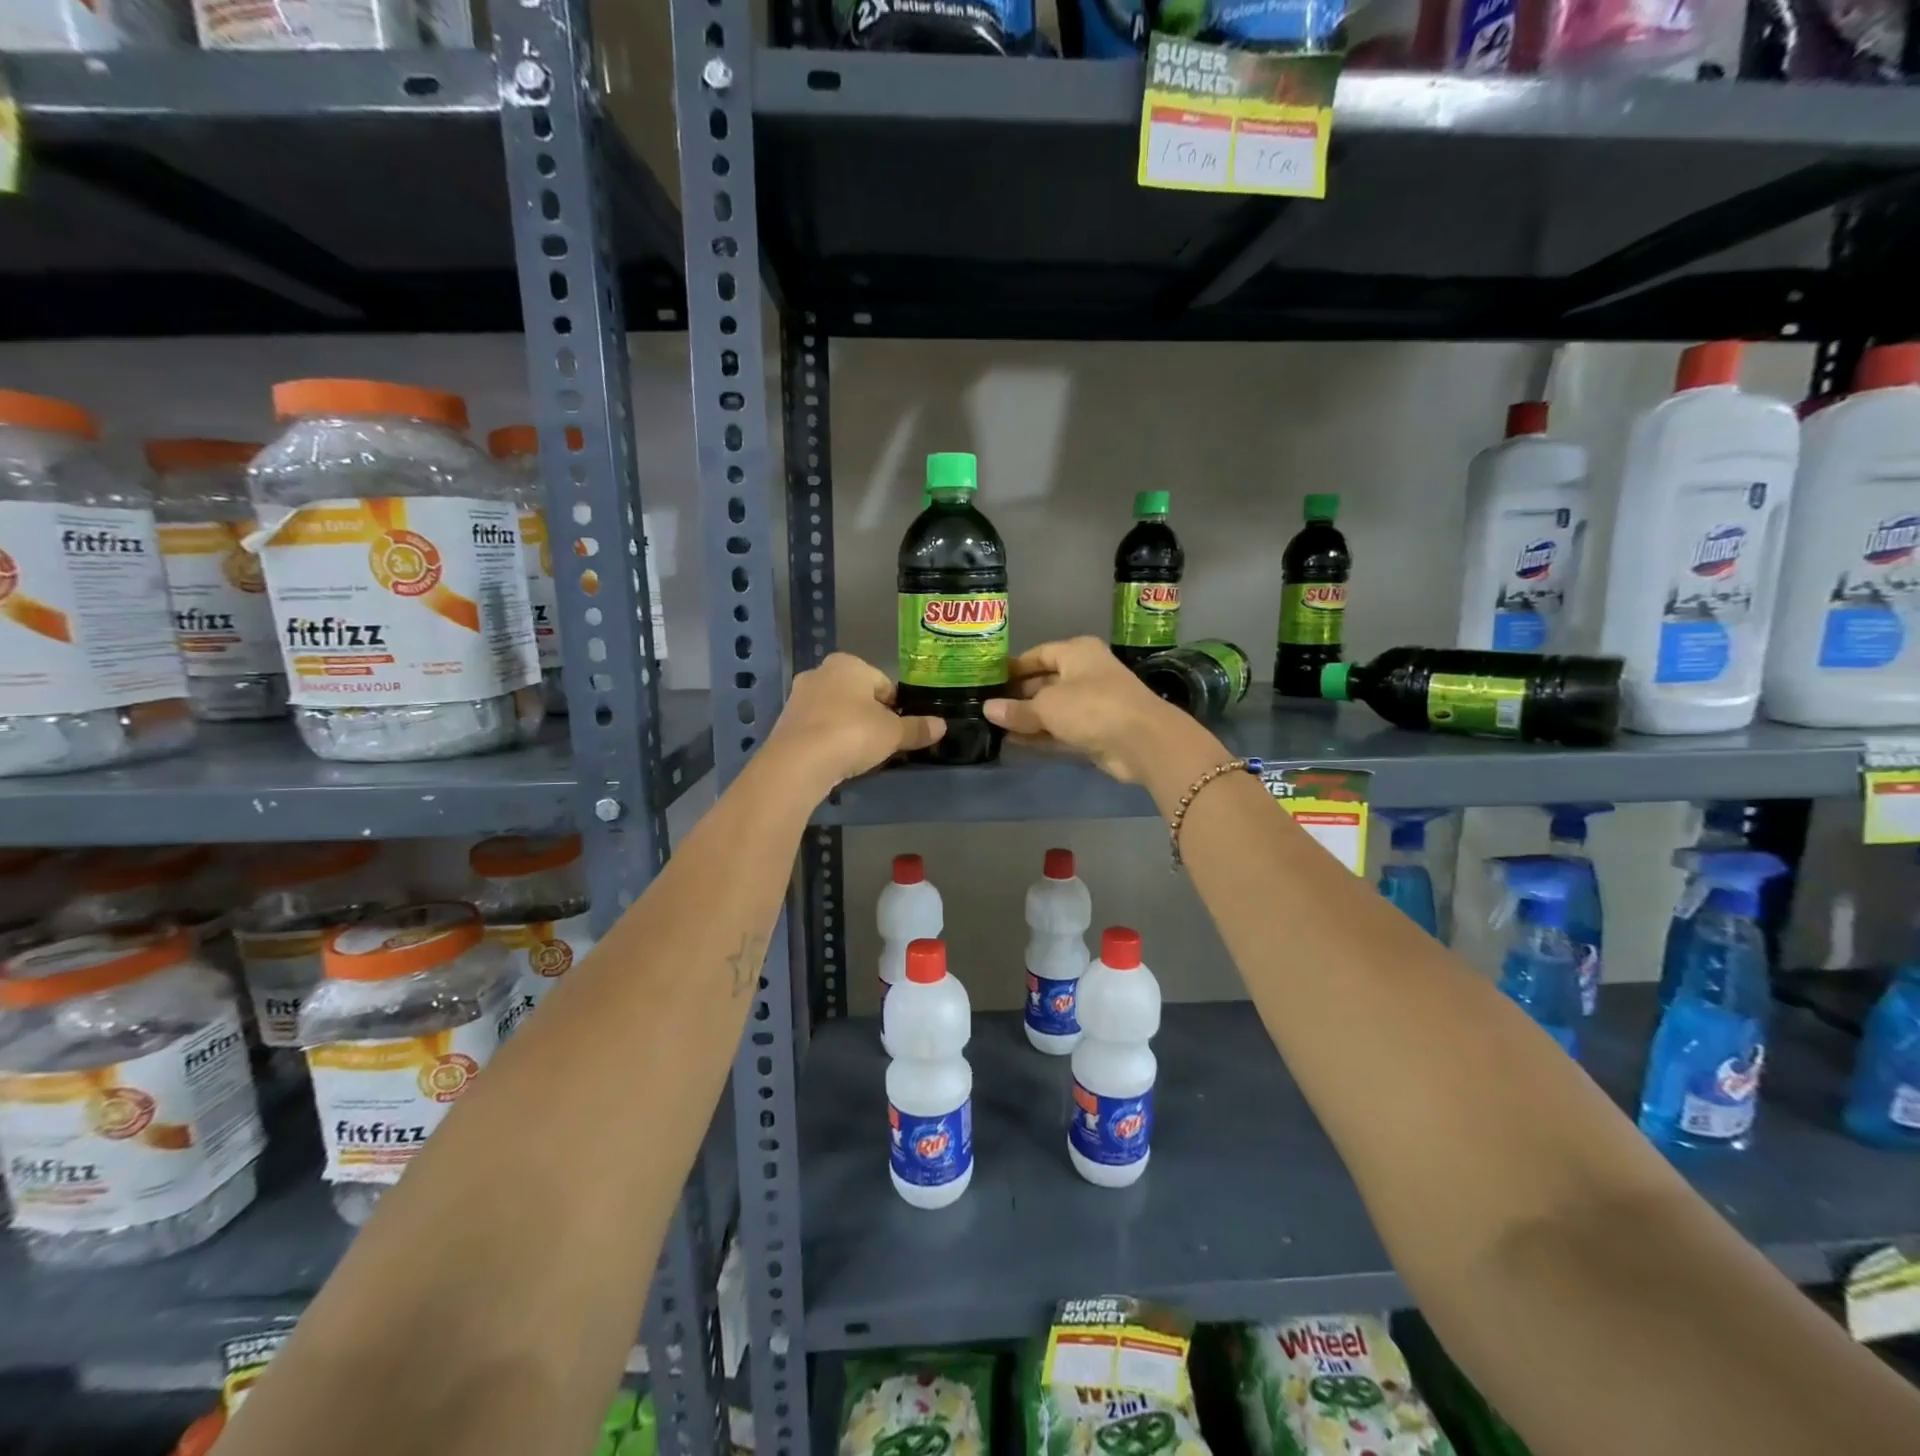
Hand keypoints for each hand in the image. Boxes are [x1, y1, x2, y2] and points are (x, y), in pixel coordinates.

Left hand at [764, 653, 943, 791]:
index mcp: (849, 664)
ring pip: (836, 711)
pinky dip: (828, 740)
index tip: (899, 730)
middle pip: (857, 696)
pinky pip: (817, 728)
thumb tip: (942, 725)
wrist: (798, 762)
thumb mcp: (893, 733)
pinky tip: (836, 759)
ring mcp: (799, 696)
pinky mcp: (785, 722)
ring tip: (859, 755)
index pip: (884, 684)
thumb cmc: (852, 734)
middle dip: (870, 716)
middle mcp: (821, 672)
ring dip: (848, 728)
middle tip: (882, 743)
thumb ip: (917, 728)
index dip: (896, 708)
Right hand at [984, 636, 1199, 782]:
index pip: (1038, 655)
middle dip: (1017, 696)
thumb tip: (987, 709)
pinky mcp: (1095, 732)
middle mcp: (1085, 674)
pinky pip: (1060, 730)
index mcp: (1077, 653)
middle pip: (1044, 682)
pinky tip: (1013, 742)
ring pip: (1052, 709)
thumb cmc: (1092, 706)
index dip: (1013, 667)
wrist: (1142, 741)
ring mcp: (1092, 704)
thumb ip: (1016, 709)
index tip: (987, 680)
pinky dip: (1040, 735)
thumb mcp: (1047, 706)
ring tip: (993, 727)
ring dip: (1027, 718)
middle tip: (986, 707)